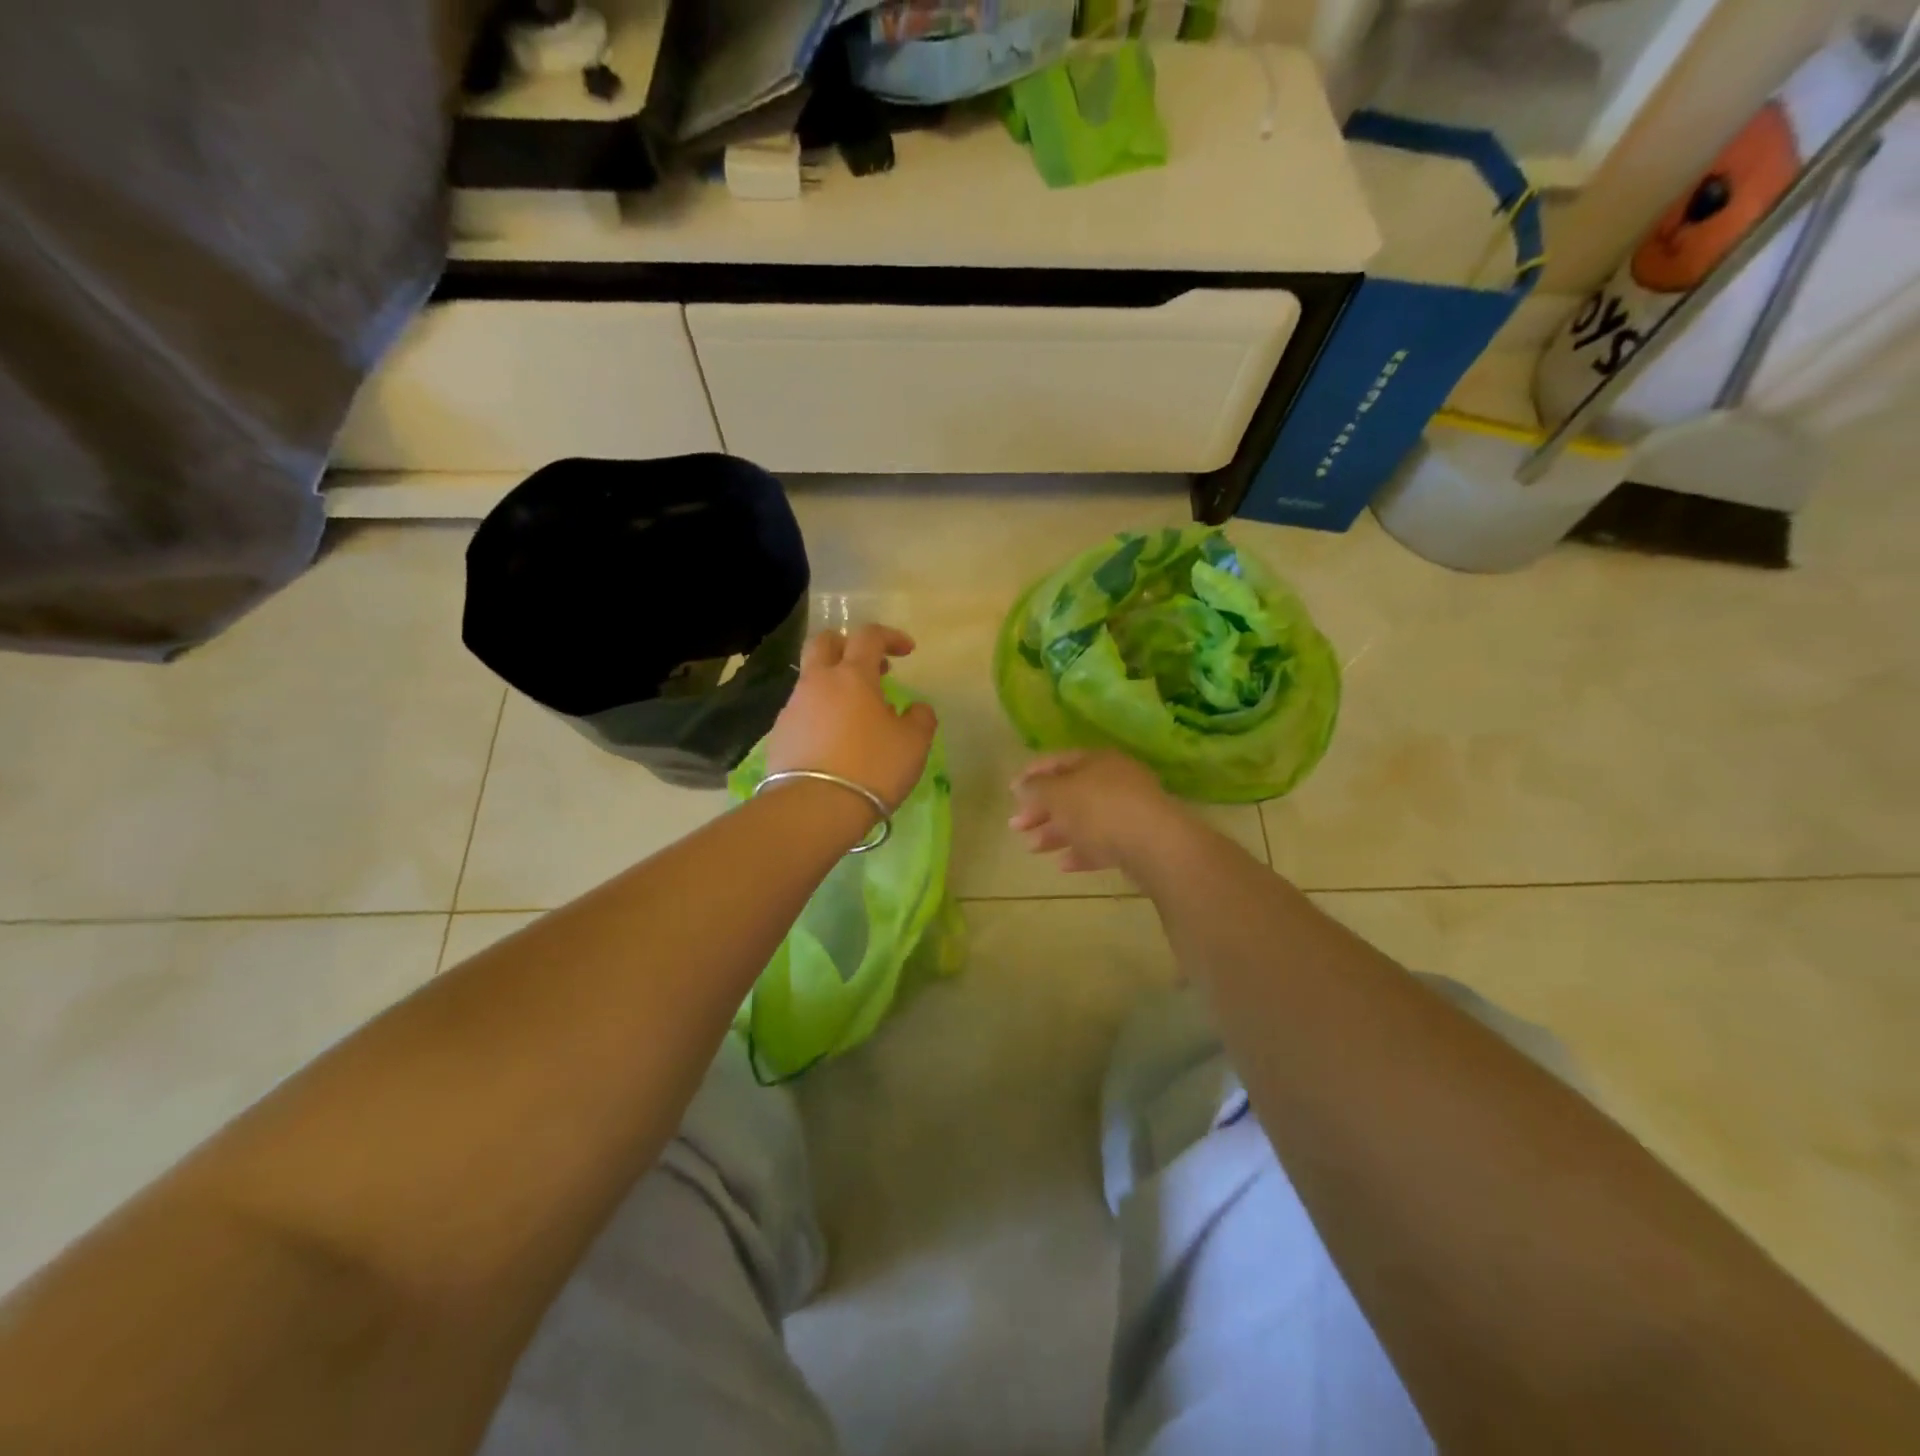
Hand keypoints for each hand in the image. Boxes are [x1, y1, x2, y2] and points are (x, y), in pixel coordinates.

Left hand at [768, 625, 936, 811]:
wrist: (813, 809)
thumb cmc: (872, 768)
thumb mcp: (913, 744)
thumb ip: (920, 718)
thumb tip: (915, 708)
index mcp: (852, 676)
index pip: (869, 636)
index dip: (890, 636)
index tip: (907, 651)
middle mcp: (817, 683)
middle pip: (824, 643)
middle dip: (847, 645)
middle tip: (870, 667)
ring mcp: (793, 708)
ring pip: (811, 680)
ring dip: (834, 685)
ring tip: (857, 715)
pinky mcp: (779, 736)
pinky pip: (802, 712)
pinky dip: (821, 715)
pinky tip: (834, 742)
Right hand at [1009, 750, 1198, 875]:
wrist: (1154, 844)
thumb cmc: (1099, 808)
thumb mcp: (1058, 793)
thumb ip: (1036, 788)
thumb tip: (1021, 785)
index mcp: (1097, 760)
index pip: (1059, 761)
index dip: (1032, 774)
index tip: (1011, 792)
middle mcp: (1115, 780)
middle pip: (1071, 792)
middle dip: (1041, 809)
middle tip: (1016, 826)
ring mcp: (1129, 810)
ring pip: (1085, 819)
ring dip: (1056, 832)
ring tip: (1033, 848)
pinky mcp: (1138, 840)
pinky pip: (1103, 843)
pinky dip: (1082, 851)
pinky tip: (1064, 865)